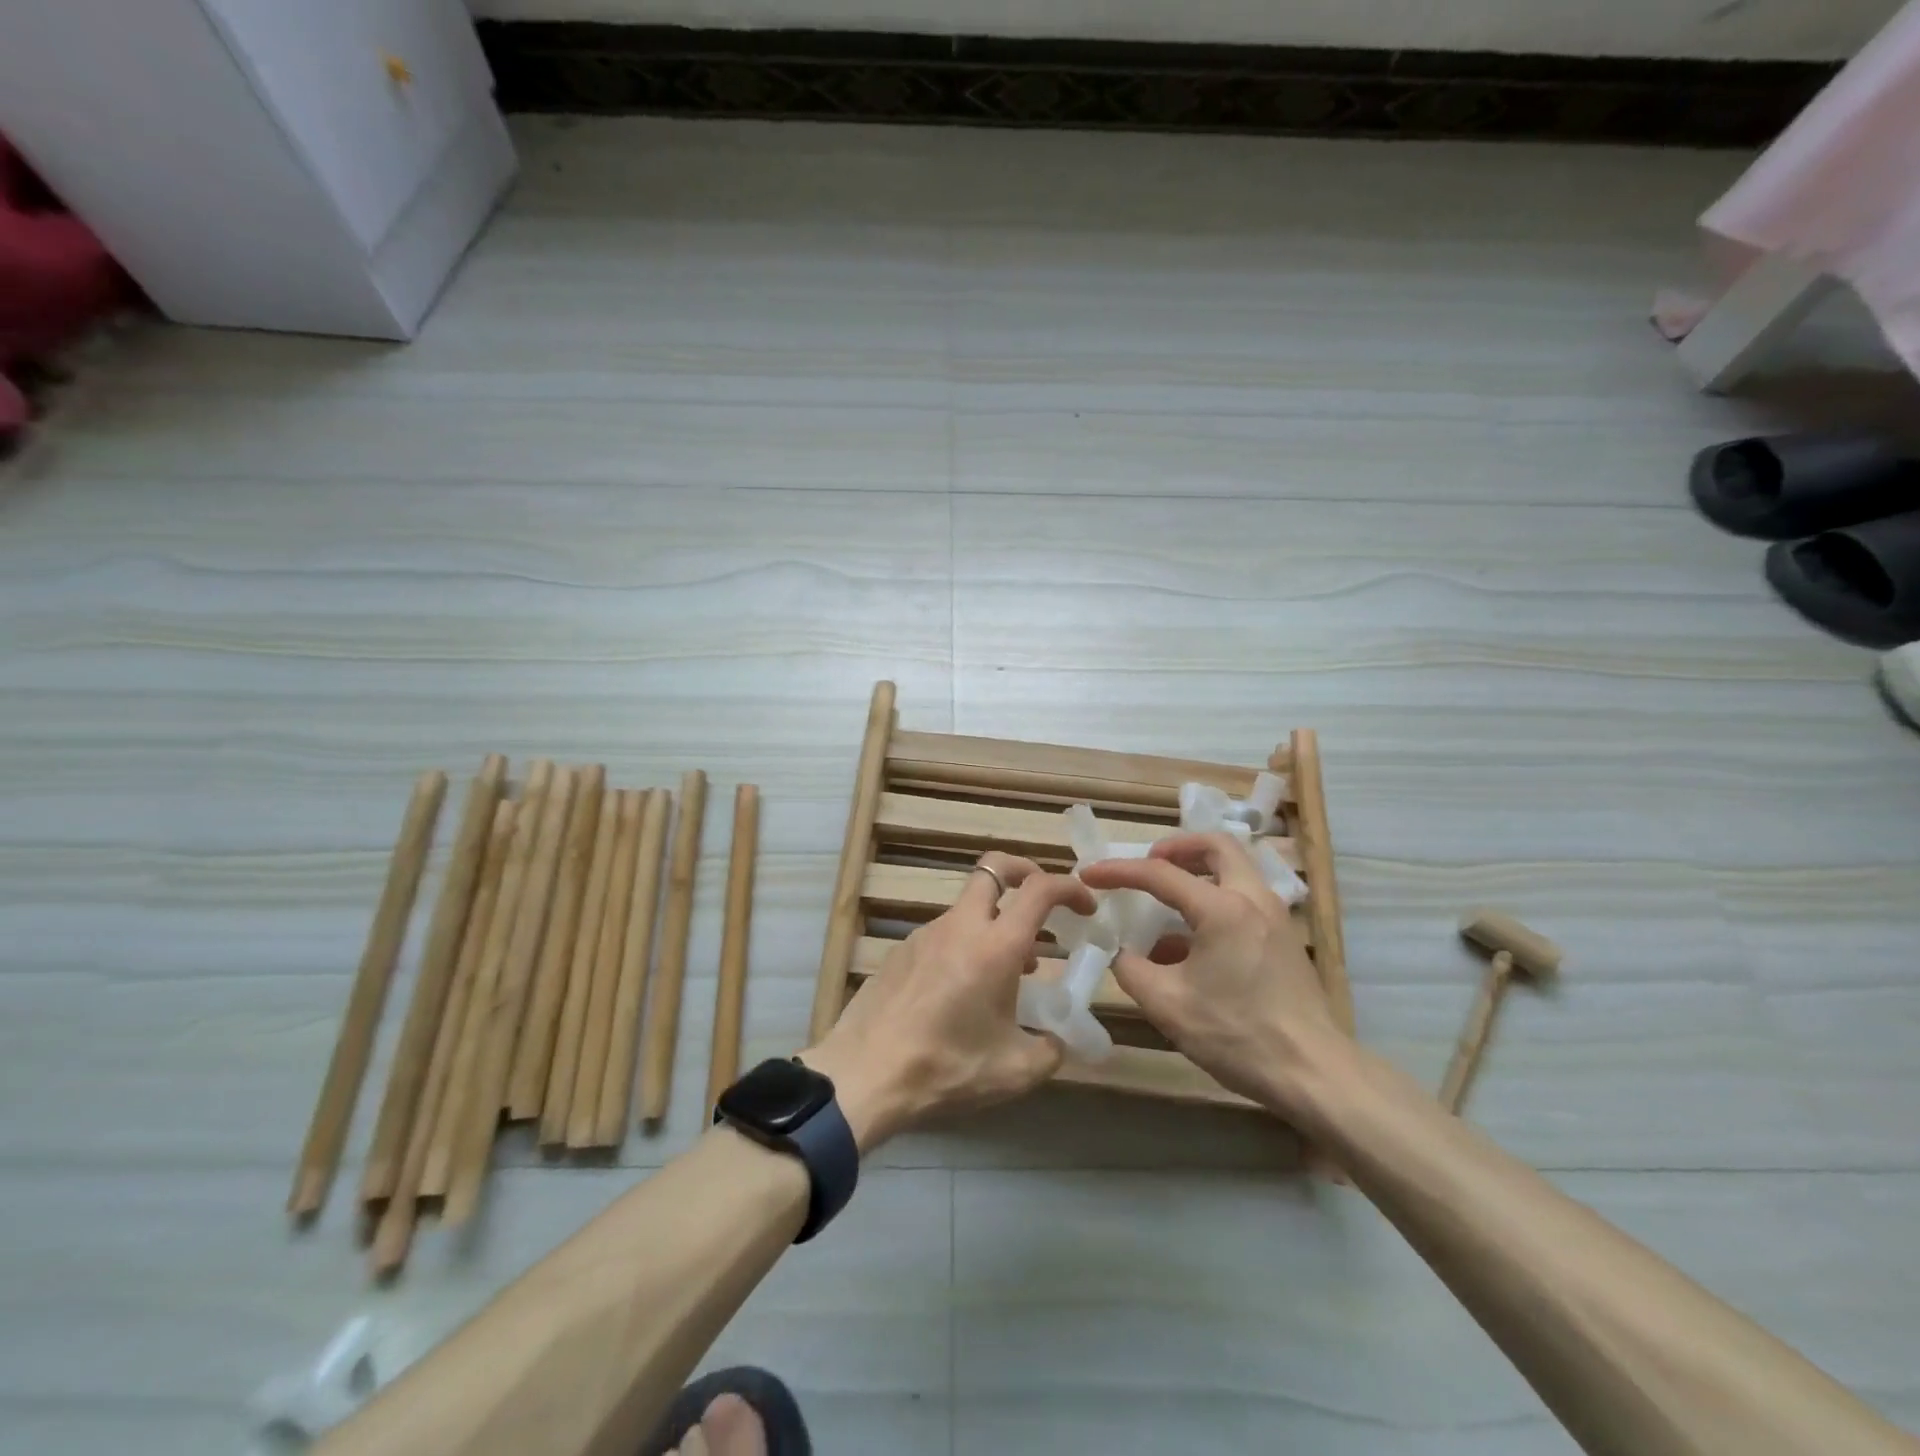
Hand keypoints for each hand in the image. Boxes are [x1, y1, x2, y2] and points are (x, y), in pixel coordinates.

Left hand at [804, 852, 1094, 1150]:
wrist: (863, 1075)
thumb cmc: (946, 1067)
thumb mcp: (1014, 1070)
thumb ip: (1049, 1049)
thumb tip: (1057, 1039)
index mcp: (995, 946)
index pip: (1039, 889)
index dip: (1070, 888)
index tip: (1086, 907)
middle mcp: (960, 927)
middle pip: (994, 868)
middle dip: (1024, 872)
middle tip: (1042, 905)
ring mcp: (925, 934)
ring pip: (968, 907)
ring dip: (994, 922)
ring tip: (1009, 971)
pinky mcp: (900, 951)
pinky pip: (943, 934)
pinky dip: (965, 946)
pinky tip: (962, 992)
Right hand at [1079, 832, 1345, 1113]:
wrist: (1313, 1074)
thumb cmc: (1237, 1035)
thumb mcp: (1167, 1005)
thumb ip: (1131, 970)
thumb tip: (1121, 953)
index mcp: (1221, 909)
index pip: (1160, 874)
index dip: (1118, 871)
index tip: (1089, 874)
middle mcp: (1252, 900)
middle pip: (1216, 846)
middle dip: (1177, 847)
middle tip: (1149, 863)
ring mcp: (1274, 918)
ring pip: (1235, 870)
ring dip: (1198, 872)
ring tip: (1166, 900)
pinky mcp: (1283, 940)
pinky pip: (1243, 900)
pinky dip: (1213, 901)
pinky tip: (1189, 943)